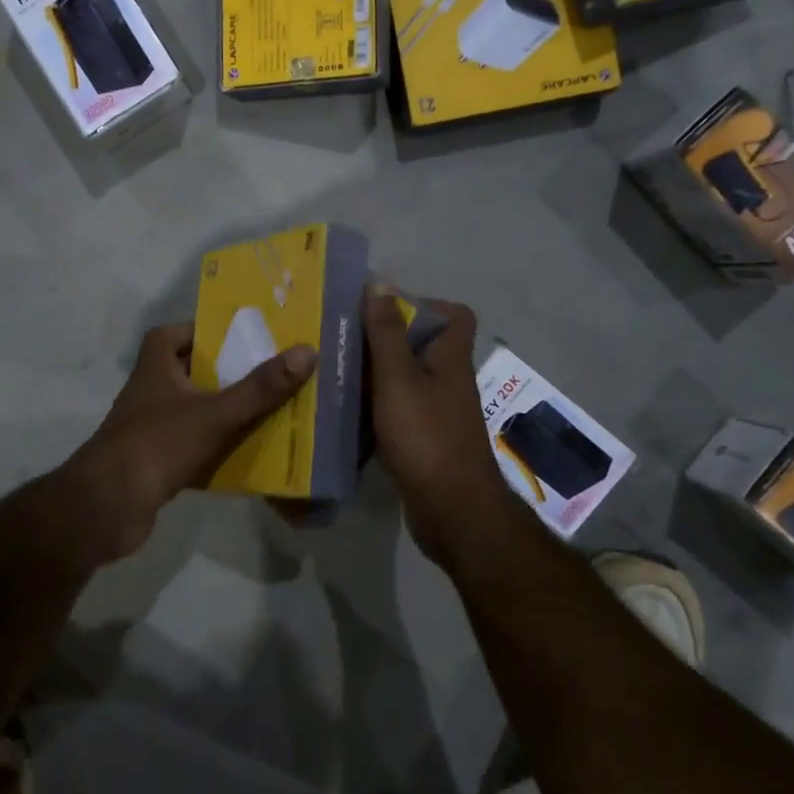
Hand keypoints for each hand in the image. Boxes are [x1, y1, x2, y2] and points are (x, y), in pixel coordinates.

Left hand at [65, 323, 316, 561]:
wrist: (109, 506)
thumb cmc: (159, 444)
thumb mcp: (217, 412)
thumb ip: (261, 387)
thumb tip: (307, 352)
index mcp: (155, 366)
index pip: (172, 334)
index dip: (202, 332)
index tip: (238, 337)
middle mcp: (149, 391)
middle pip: (190, 372)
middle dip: (225, 373)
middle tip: (266, 373)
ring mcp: (150, 428)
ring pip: (194, 410)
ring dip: (224, 410)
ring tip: (267, 410)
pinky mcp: (154, 461)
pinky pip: (192, 445)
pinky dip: (215, 446)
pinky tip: (246, 453)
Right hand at [363, 292, 523, 566]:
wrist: (451, 510)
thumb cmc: (426, 436)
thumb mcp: (398, 379)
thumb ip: (387, 333)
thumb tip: (380, 284)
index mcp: (450, 358)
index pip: (455, 315)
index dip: (425, 303)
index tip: (383, 308)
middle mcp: (449, 380)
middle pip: (424, 345)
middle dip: (387, 337)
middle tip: (345, 337)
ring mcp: (439, 412)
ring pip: (408, 379)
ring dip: (378, 373)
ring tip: (337, 368)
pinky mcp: (425, 440)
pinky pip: (400, 410)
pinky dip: (377, 406)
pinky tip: (346, 410)